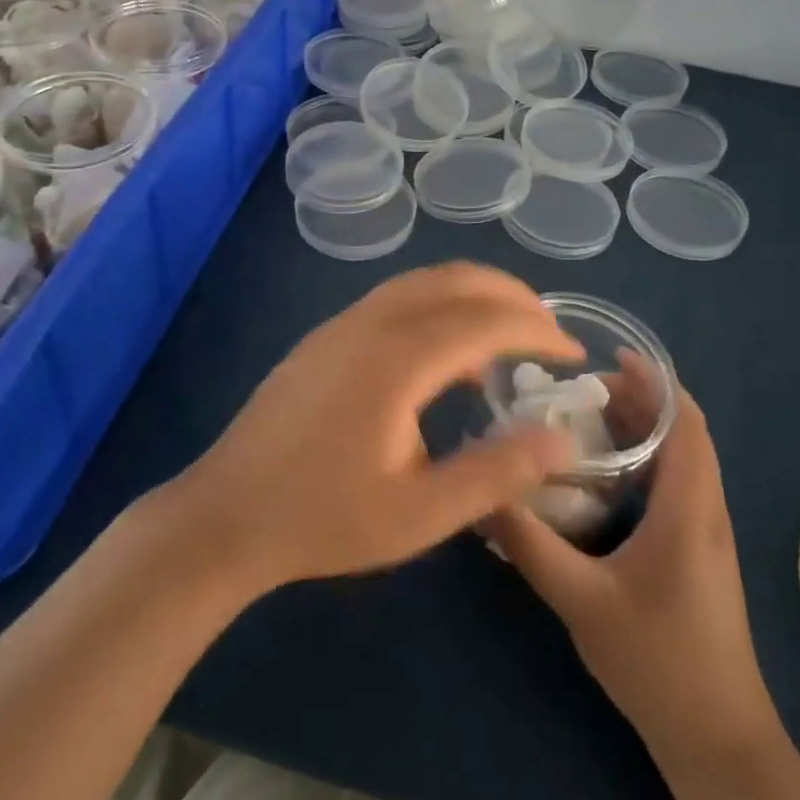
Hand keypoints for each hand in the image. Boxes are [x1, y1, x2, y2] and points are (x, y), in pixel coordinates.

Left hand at [177, 263, 583, 592]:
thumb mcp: (422, 513)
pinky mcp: (325, 337)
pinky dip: (438, 306)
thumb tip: (563, 440)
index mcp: (398, 358)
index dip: (538, 331)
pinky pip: (396, 298)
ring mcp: (342, 324)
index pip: (487, 320)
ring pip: (423, 282)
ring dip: (473, 294)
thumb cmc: (325, 518)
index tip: (574, 354)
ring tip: (507, 334)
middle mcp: (371, 322)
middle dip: (512, 296)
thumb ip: (497, 472)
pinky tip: (445, 357)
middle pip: (456, 280)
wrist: (225, 516)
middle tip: (549, 331)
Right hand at [485, 362, 775, 772]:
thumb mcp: (580, 600)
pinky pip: (676, 484)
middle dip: (639, 400)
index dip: (655, 382)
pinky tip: (603, 478)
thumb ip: (528, 545)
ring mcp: (707, 533)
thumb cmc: (657, 663)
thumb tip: (480, 495)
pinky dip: (646, 460)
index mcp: (689, 508)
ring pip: (681, 458)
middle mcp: (706, 509)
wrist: (718, 741)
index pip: (686, 422)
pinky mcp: (698, 552)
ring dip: (643, 429)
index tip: (610, 359)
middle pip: (683, 433)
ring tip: (587, 420)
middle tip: (581, 390)